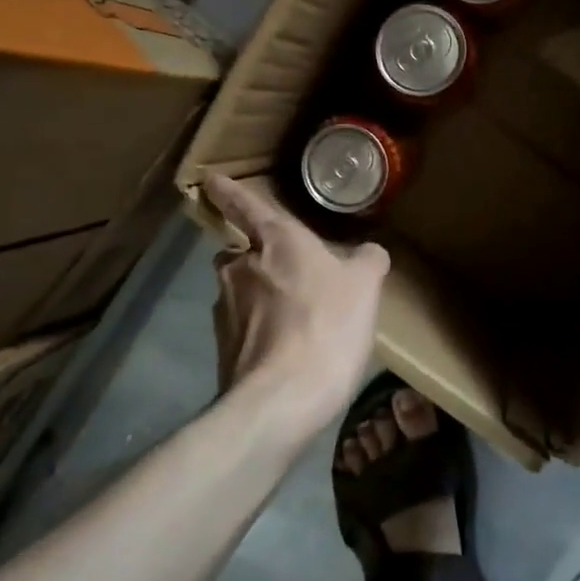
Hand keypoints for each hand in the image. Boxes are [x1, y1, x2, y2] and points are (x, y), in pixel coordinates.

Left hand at [202, 174, 389, 427]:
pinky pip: (242, 328)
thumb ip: (367, 261)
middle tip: (288, 274)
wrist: (282, 399)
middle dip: (254, 258)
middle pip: (239, 253)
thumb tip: (368, 252)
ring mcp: (226, 309)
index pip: (246, 206)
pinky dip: (259, 332)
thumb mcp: (365, 287)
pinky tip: (285, 351)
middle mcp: (242, 268)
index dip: (229, 192)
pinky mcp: (223, 347)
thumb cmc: (327, 325)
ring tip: (293, 320)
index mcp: (276, 241)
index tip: (211, 181)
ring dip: (258, 298)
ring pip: (239, 292)